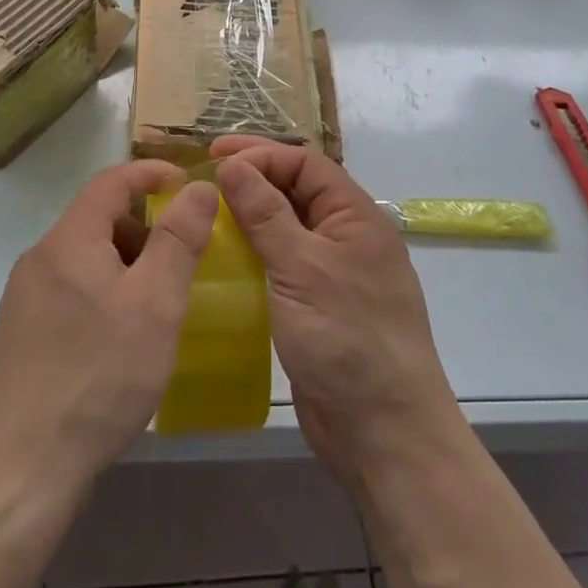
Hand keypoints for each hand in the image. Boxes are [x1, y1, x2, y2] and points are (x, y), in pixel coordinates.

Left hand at [0, 161, 219, 498]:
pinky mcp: (20, 336)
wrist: (19, 473)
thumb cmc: (98, 378)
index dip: (152, 174)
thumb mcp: (154, 304)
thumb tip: (198, 187)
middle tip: (182, 263)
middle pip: (98, 220)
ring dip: (125, 266)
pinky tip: (121, 342)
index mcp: (68, 240)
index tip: (188, 186)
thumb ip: (178, 240)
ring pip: (85, 259)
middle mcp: (39, 259)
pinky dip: (104, 295)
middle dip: (144, 229)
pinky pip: (71, 292)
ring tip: (157, 308)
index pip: (111, 181)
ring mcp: (24, 299)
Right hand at [211, 138, 461, 488]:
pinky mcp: (317, 306)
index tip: (213, 157)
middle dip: (253, 178)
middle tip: (203, 177)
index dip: (260, 154)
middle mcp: (346, 237)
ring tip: (205, 212)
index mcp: (355, 216)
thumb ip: (266, 213)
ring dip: (250, 215)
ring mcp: (333, 273)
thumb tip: (233, 165)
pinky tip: (222, 258)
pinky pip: (282, 263)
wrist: (384, 433)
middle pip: (297, 190)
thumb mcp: (302, 267)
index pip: (305, 164)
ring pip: (287, 227)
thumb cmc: (347, 339)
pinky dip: (254, 253)